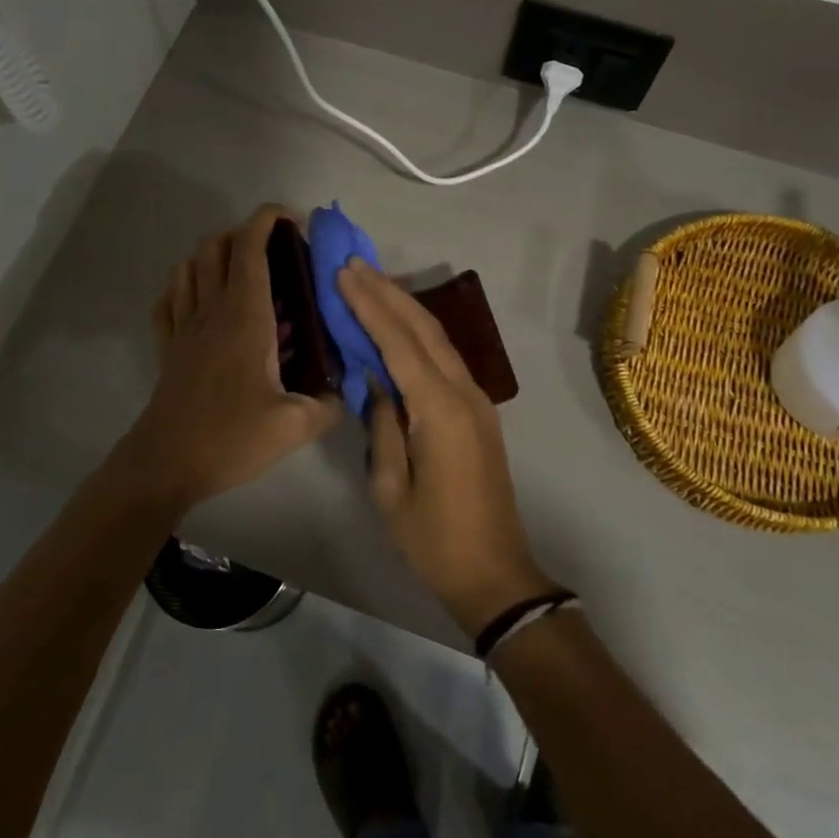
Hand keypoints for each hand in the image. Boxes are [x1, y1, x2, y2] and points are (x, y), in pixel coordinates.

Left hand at [115, 205, 342, 508]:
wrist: (165, 466)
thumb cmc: (230, 438)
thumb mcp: (294, 426)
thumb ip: (328, 403)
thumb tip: (343, 389)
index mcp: (244, 317)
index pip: (249, 247)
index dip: (268, 219)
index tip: (293, 220)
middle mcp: (210, 310)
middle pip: (215, 245)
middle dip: (245, 233)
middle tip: (276, 253)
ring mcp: (182, 326)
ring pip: (189, 265)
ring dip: (214, 254)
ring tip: (244, 273)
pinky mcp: (167, 346)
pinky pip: (169, 298)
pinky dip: (185, 284)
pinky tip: (203, 301)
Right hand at [337, 260, 557, 638]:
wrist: (494, 573)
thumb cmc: (433, 539)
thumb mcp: (389, 487)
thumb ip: (382, 424)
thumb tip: (376, 380)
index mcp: (440, 410)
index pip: (399, 343)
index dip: (370, 305)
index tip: (344, 274)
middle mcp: (464, 393)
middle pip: (425, 328)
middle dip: (388, 293)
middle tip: (354, 264)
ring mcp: (477, 401)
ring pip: (439, 339)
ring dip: (405, 307)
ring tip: (371, 282)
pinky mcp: (478, 412)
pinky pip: (446, 359)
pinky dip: (419, 334)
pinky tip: (398, 325)